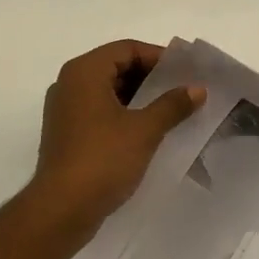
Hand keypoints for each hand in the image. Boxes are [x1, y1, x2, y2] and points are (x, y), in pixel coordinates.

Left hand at [28, 39, 204, 241]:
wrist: (61, 210)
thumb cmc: (103, 159)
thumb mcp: (144, 130)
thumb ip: (172, 105)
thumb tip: (198, 89)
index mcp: (84, 71)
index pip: (126, 49)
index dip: (158, 57)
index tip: (185, 72)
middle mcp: (70, 83)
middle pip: (116, 66)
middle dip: (150, 78)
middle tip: (182, 90)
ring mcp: (65, 110)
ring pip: (108, 91)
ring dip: (139, 97)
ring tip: (171, 111)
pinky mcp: (66, 133)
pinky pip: (100, 111)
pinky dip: (124, 114)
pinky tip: (148, 131)